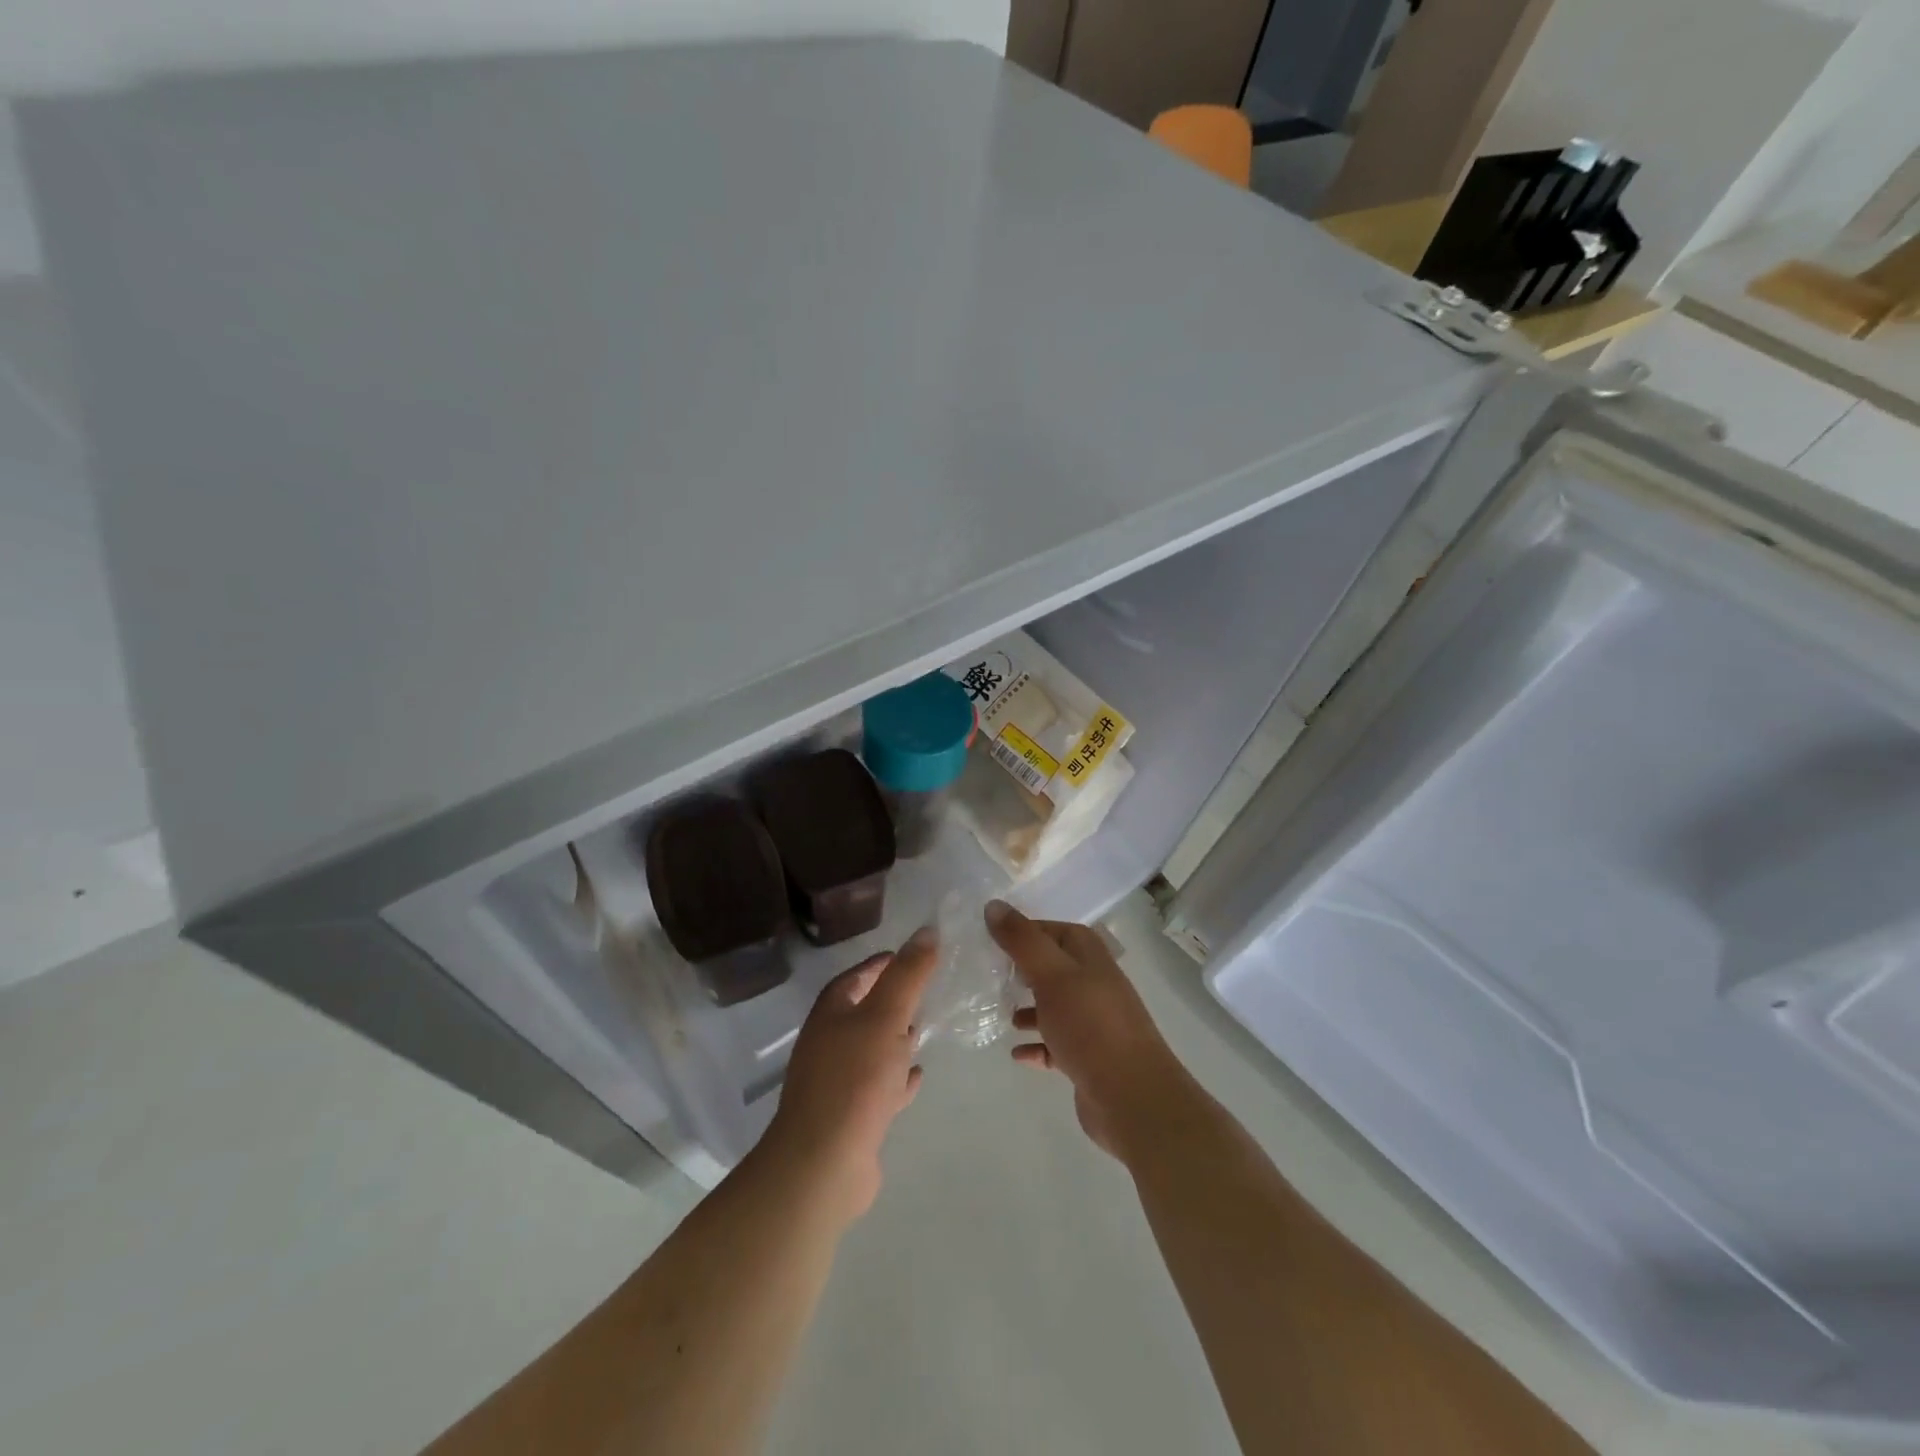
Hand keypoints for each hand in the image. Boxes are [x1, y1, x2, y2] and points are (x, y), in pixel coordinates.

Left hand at [761, 927, 938, 1223]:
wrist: (823, 1164)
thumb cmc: (854, 1079)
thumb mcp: (886, 1017)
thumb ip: (907, 975)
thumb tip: (926, 930)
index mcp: (830, 1014)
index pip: (855, 976)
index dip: (880, 963)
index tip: (911, 955)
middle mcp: (828, 1043)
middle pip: (861, 1012)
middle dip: (890, 1000)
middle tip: (925, 991)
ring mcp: (836, 1082)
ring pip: (870, 1050)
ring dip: (894, 1039)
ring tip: (924, 1030)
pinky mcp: (849, 1117)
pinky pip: (877, 1087)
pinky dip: (896, 1078)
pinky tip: (917, 1077)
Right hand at [986, 900, 1188, 1159]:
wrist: (1132, 1097)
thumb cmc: (1090, 1026)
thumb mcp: (1052, 975)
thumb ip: (1022, 941)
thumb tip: (993, 906)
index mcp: (1090, 957)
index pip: (1055, 930)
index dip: (1026, 931)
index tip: (993, 939)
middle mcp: (1095, 984)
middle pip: (1055, 967)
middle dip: (1024, 970)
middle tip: (992, 975)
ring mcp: (1094, 1022)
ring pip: (1055, 1006)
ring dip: (1030, 1008)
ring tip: (1002, 1014)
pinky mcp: (1089, 1058)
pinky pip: (1056, 1044)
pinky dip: (1037, 1045)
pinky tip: (1017, 1053)